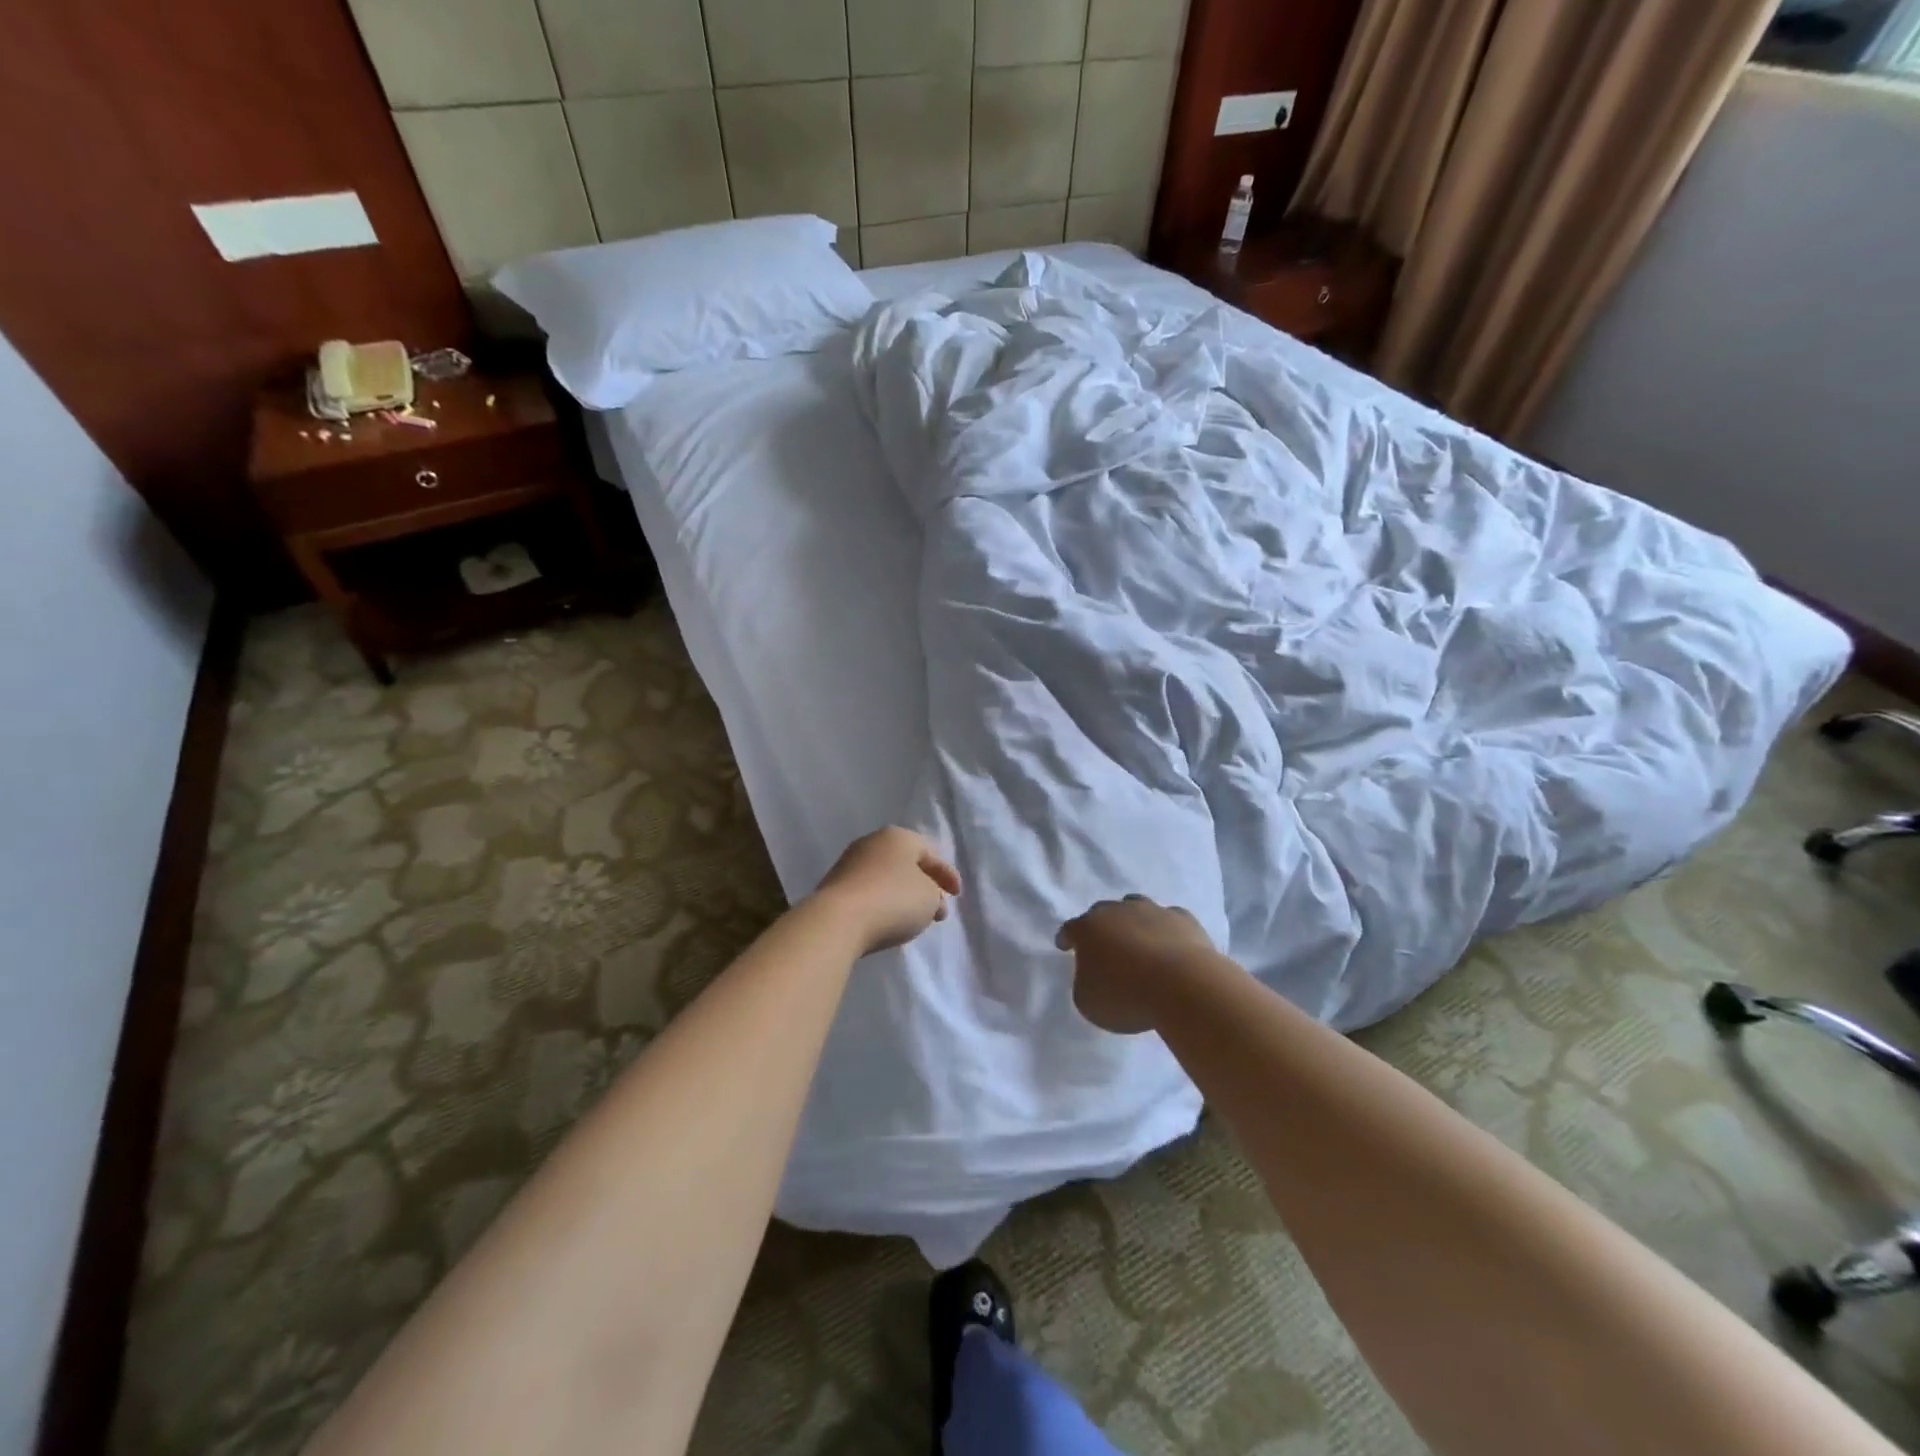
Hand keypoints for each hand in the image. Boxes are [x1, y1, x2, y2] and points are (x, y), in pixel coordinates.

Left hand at [814, 827, 961, 955]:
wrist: (838, 920)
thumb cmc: (893, 900)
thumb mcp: (930, 897)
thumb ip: (934, 893)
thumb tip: (925, 896)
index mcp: (899, 837)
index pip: (930, 853)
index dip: (947, 874)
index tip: (957, 895)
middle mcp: (872, 843)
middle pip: (907, 864)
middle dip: (925, 885)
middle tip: (938, 908)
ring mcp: (849, 863)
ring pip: (887, 878)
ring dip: (904, 895)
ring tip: (915, 917)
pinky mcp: (835, 887)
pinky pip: (869, 892)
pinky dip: (883, 903)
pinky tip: (888, 920)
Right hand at [1055, 895, 1216, 1033]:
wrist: (1182, 985)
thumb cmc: (1126, 996)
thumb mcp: (1088, 1001)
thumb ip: (1084, 983)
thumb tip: (1093, 975)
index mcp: (1088, 929)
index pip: (1070, 929)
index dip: (1066, 938)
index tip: (1064, 945)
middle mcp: (1117, 911)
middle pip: (1102, 912)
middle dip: (1100, 927)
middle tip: (1104, 946)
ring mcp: (1152, 911)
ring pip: (1136, 907)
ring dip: (1133, 921)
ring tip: (1138, 941)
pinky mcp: (1183, 919)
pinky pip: (1169, 920)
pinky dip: (1166, 930)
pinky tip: (1171, 947)